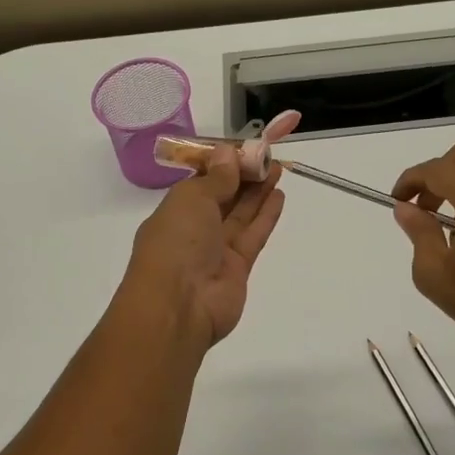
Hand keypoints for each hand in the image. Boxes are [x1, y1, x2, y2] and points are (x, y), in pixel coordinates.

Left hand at [123, 146, 285, 347]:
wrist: (178, 306)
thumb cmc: (176, 244)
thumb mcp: (191, 200)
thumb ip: (216, 178)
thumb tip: (227, 153)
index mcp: (175, 209)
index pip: (202, 181)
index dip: (223, 164)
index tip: (244, 148)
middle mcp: (195, 228)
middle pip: (225, 196)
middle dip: (245, 175)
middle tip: (268, 155)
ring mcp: (217, 249)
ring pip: (241, 214)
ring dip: (259, 191)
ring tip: (278, 168)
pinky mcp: (238, 267)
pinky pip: (254, 235)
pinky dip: (266, 215)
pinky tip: (279, 195)